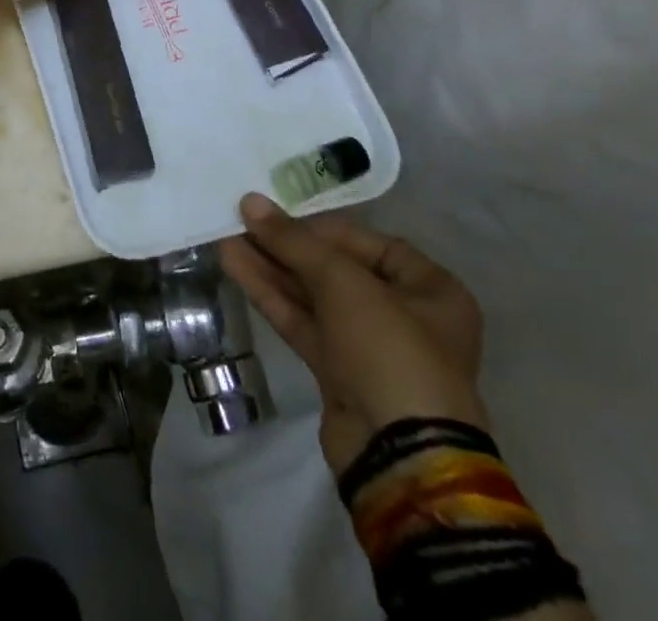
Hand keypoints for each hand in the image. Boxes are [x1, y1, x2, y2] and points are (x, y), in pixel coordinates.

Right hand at [220, 196, 488, 473]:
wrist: (399, 456)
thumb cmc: (389, 350)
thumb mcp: (343, 282)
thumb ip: (293, 241)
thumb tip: (249, 201)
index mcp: (431, 290)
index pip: (368, 243)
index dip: (321, 227)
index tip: (278, 217)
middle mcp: (405, 315)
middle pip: (336, 269)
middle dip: (287, 247)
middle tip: (243, 222)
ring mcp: (369, 347)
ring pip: (313, 295)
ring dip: (271, 267)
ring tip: (226, 237)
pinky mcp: (338, 372)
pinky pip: (302, 321)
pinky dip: (270, 294)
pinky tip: (235, 266)